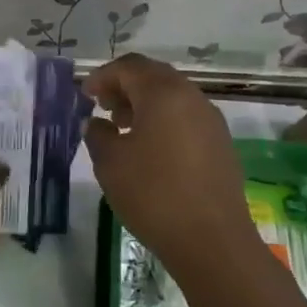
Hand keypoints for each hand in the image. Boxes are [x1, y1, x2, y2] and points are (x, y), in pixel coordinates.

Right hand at [82, 54, 255, 273]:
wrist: (211, 240)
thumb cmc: (153, 195)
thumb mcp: (111, 163)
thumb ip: (98, 135)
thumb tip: (98, 123)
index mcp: (164, 93)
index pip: (129, 66)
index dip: (103, 76)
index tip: (85, 95)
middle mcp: (192, 97)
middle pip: (154, 76)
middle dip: (125, 86)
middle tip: (103, 107)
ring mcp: (211, 121)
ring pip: (173, 97)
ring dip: (145, 105)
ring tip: (124, 129)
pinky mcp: (221, 144)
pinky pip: (187, 119)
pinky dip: (164, 122)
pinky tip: (150, 150)